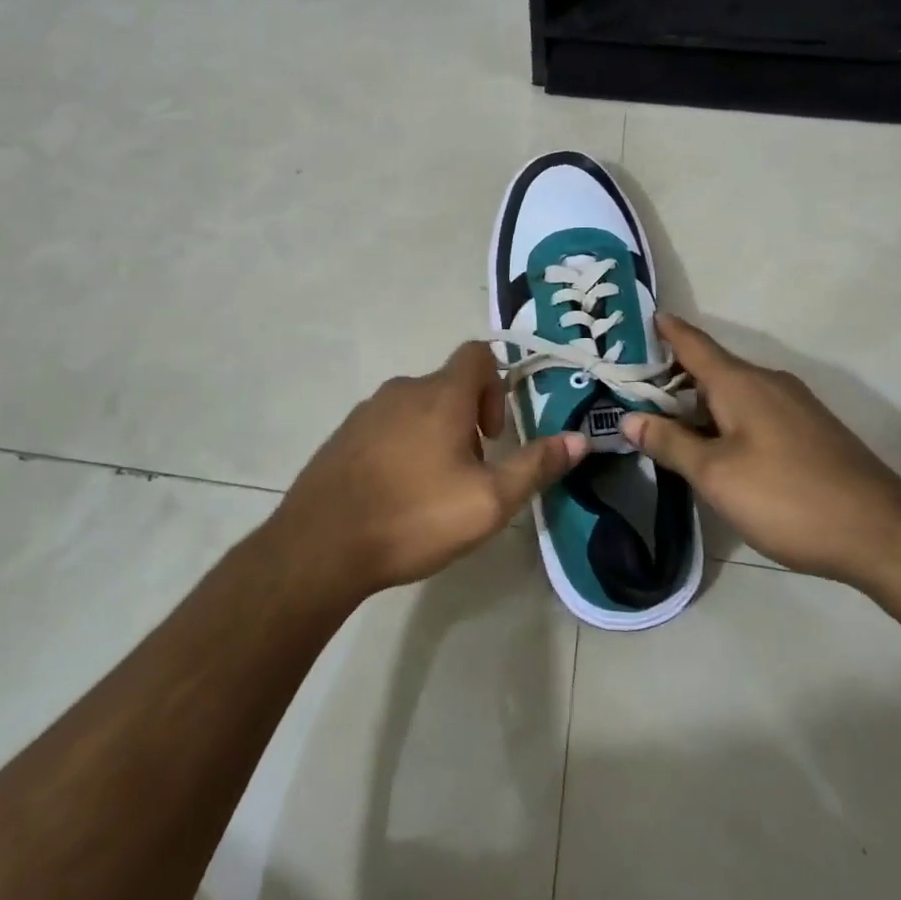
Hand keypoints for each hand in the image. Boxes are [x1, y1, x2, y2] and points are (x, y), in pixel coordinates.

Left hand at [267, 342, 585, 603]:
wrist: (321, 545)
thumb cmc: (414, 516)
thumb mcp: (488, 501)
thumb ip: (535, 466)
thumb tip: (580, 440)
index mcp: (440, 395)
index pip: (477, 354)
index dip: (496, 385)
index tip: (493, 435)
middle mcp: (402, 390)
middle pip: (448, 386)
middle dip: (468, 421)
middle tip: (469, 474)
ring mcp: (366, 411)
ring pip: (416, 408)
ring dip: (435, 435)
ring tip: (433, 489)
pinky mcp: (343, 436)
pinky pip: (386, 427)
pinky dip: (402, 447)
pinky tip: (396, 494)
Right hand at [621, 315, 900, 584]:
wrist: (882, 534)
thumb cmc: (787, 497)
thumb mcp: (716, 475)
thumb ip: (670, 443)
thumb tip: (629, 419)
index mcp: (740, 382)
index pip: (692, 342)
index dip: (664, 330)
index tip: (638, 319)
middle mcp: (768, 382)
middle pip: (711, 368)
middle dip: (672, 376)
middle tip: (633, 389)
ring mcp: (794, 405)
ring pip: (733, 392)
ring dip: (699, 402)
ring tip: (666, 421)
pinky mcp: (810, 430)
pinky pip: (755, 410)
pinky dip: (726, 418)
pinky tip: (716, 447)